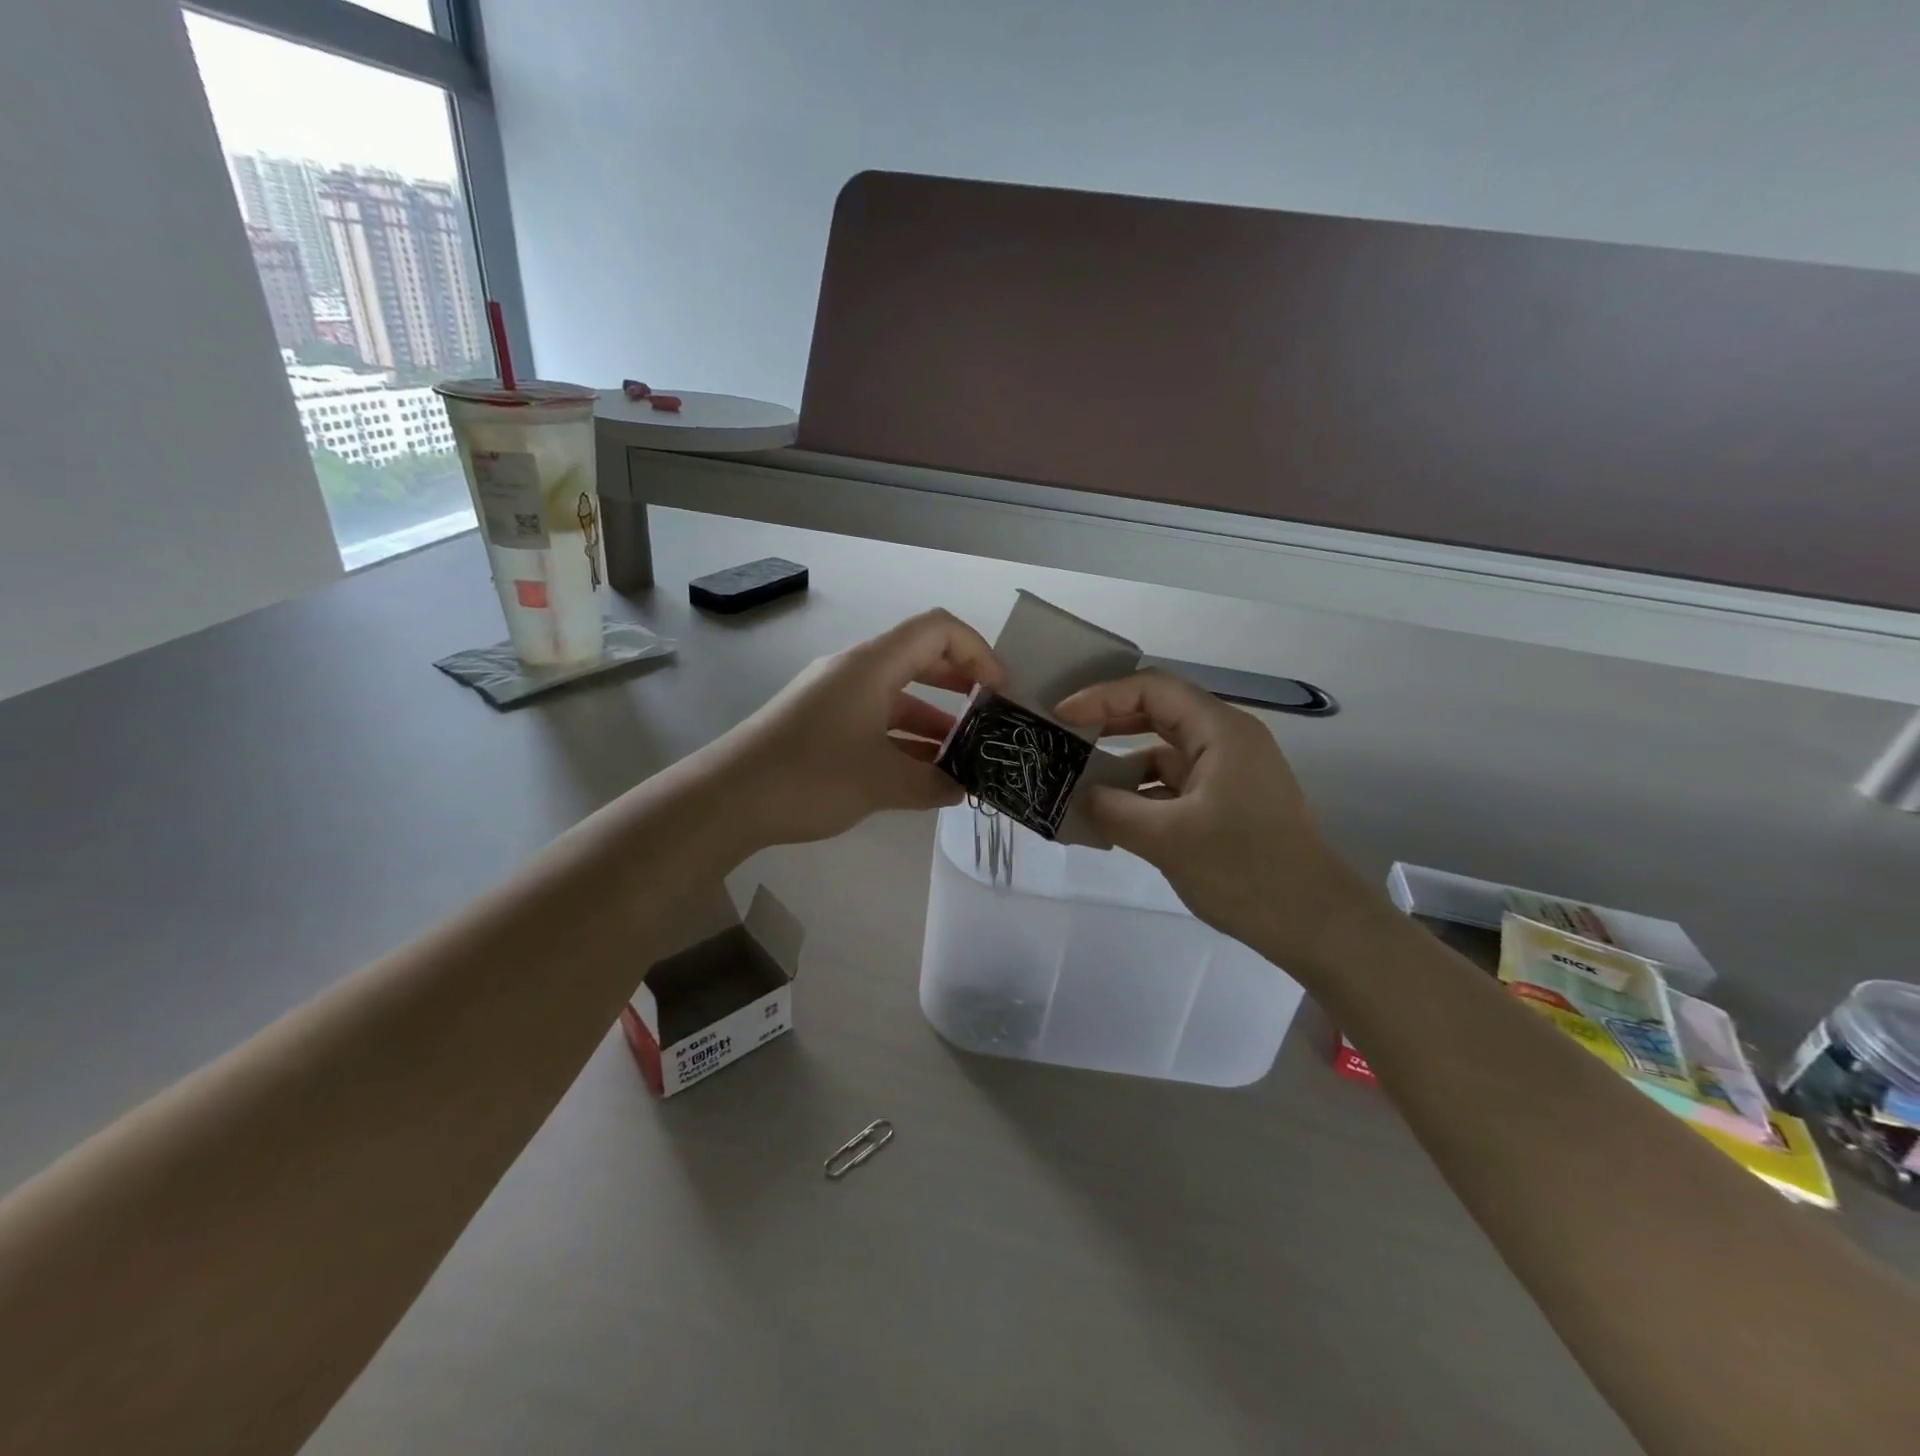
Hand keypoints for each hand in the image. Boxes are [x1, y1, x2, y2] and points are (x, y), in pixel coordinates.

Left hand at [703, 609, 1003, 850]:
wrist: (727, 799)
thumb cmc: (810, 776)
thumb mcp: (882, 782)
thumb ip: (933, 783)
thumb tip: (961, 788)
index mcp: (871, 665)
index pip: (937, 630)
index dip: (978, 651)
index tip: (1000, 691)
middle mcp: (854, 671)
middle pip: (920, 658)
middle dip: (961, 683)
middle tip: (991, 717)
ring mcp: (834, 697)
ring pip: (897, 695)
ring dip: (934, 720)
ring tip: (964, 757)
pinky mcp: (820, 723)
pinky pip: (875, 719)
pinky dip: (903, 739)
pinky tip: (923, 773)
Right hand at [1054, 671, 1375, 964]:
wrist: (1314, 923)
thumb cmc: (1244, 870)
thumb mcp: (1166, 838)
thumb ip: (1113, 810)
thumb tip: (1079, 796)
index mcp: (1221, 731)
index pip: (1153, 689)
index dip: (1102, 696)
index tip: (1061, 716)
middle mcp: (1227, 740)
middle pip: (1158, 713)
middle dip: (1109, 722)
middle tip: (1063, 736)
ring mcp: (1229, 772)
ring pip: (1164, 751)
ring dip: (1122, 763)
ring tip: (1078, 781)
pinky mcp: (1227, 802)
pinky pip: (1175, 783)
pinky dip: (1142, 792)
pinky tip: (1112, 815)